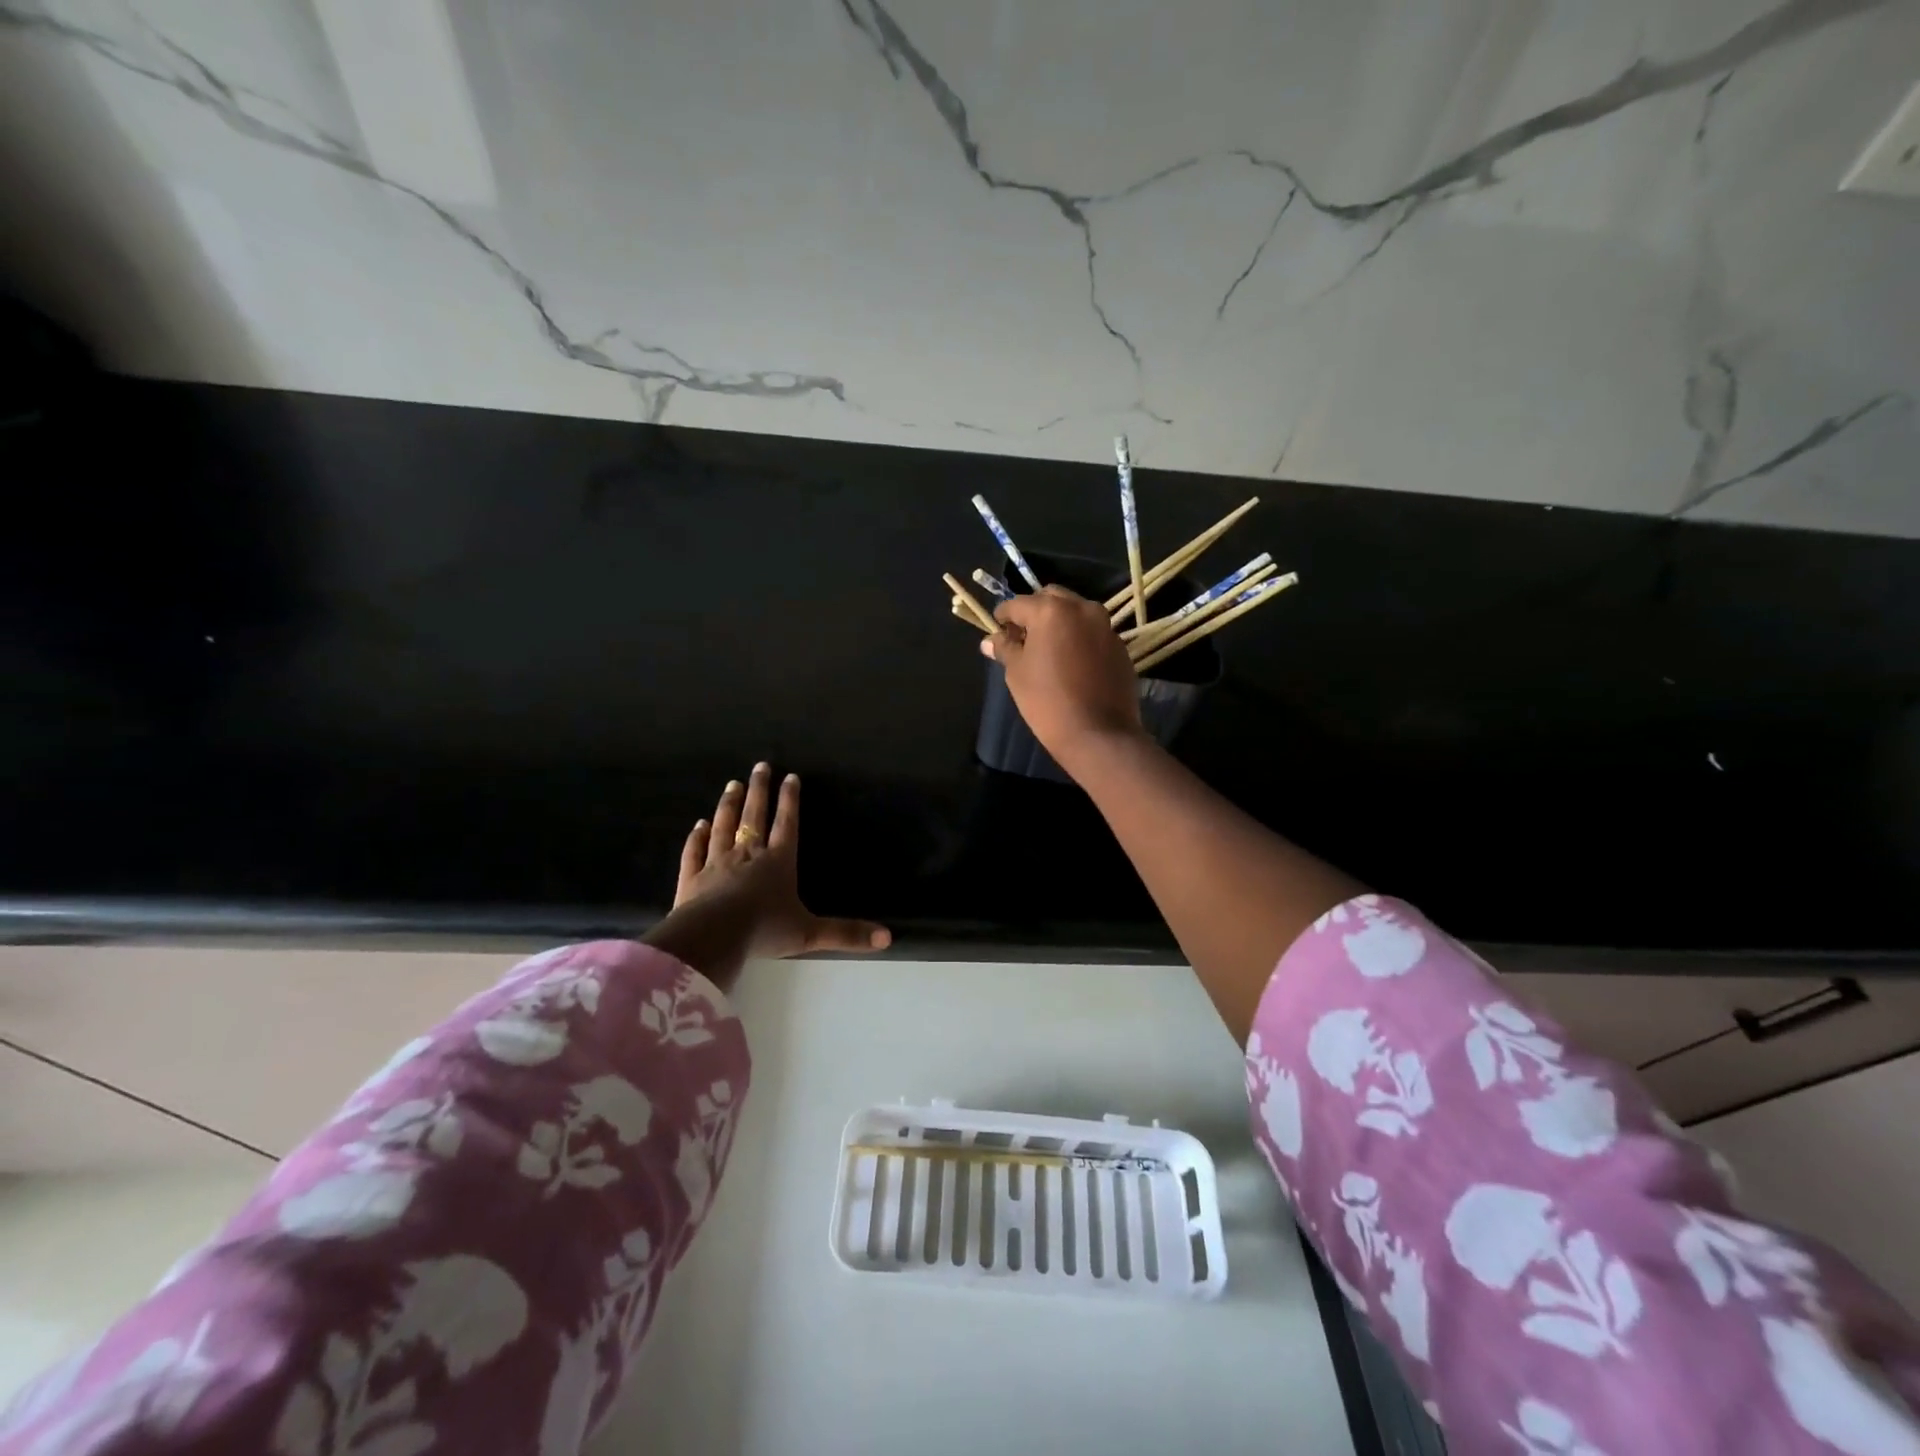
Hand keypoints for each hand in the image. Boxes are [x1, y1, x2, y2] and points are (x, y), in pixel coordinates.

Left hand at [648, 763, 890, 983]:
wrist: (713, 936)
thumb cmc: (765, 930)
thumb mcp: (811, 934)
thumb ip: (846, 933)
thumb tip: (888, 938)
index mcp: (778, 861)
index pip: (787, 824)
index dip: (790, 800)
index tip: (790, 776)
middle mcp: (747, 854)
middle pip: (754, 815)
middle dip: (759, 790)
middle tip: (760, 766)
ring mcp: (716, 863)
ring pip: (723, 826)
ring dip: (728, 805)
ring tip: (733, 785)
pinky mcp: (691, 878)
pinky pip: (694, 852)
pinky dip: (696, 837)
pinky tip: (697, 825)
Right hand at [981, 586, 1144, 766]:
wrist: (1098, 733)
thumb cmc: (1047, 701)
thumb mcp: (1017, 673)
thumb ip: (1005, 648)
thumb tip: (990, 640)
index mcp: (1051, 610)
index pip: (1018, 604)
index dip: (1003, 617)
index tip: (997, 630)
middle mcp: (1082, 608)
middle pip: (1051, 598)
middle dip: (1034, 612)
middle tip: (1023, 637)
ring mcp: (1105, 626)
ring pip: (1076, 613)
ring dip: (1059, 622)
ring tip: (1048, 649)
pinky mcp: (1120, 646)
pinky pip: (1093, 632)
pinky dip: (1079, 638)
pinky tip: (1072, 663)